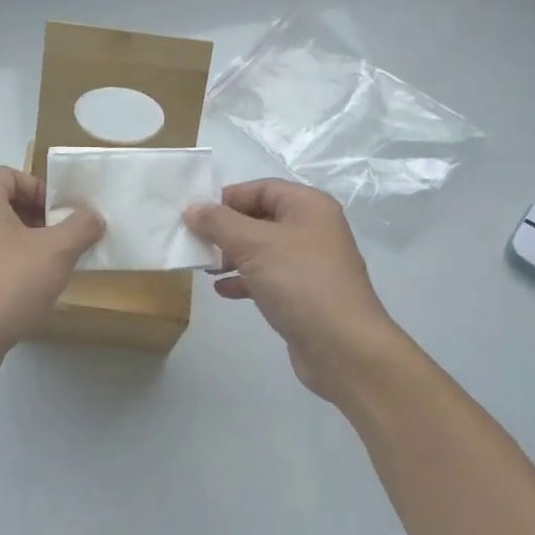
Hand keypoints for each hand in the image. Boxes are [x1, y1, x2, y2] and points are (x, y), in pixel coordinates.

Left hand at [0, 166, 104, 375]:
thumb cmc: (8, 283)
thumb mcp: (56, 251)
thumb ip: (80, 226)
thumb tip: (91, 216)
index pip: (10, 175)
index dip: (40, 189)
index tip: (62, 216)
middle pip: (1, 204)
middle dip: (36, 219)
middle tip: (61, 241)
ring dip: (22, 244)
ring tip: (48, 268)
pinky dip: (5, 267)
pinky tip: (26, 292)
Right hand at [185, 180, 405, 402]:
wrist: (341, 346)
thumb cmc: (299, 282)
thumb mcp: (253, 245)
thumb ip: (219, 223)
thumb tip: (193, 209)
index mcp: (309, 207)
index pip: (262, 188)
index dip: (228, 197)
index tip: (196, 214)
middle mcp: (312, 230)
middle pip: (260, 218)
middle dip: (226, 229)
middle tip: (194, 241)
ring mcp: (309, 264)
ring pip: (262, 250)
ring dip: (231, 256)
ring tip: (204, 267)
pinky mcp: (303, 294)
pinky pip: (268, 278)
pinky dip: (244, 280)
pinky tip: (222, 290)